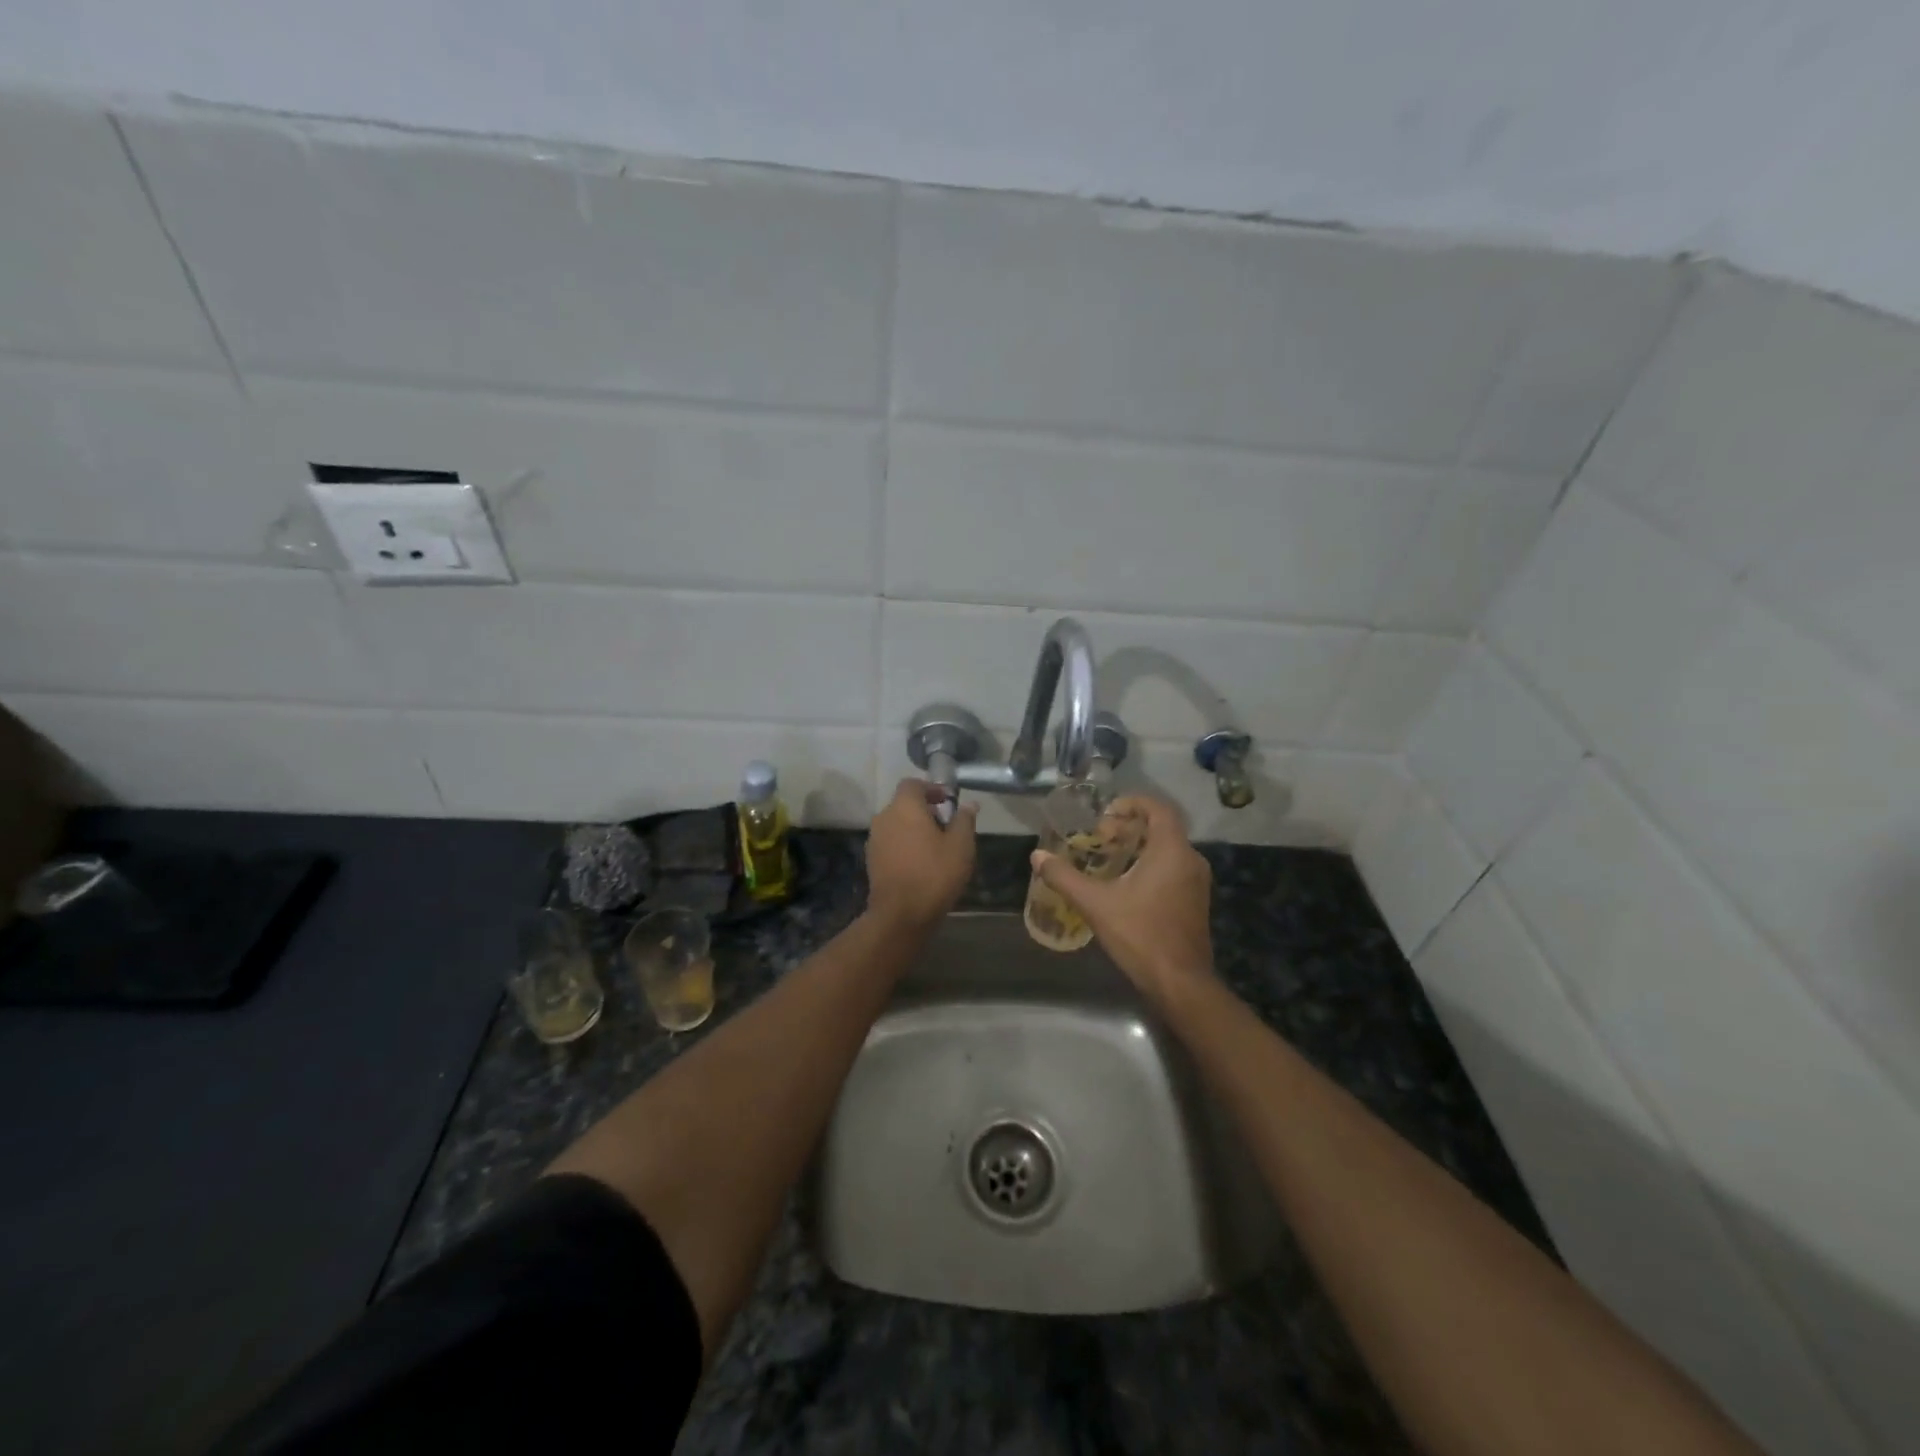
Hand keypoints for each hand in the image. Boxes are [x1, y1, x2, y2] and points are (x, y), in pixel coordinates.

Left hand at [866, 779, 977, 931]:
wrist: (900, 914)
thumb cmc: (934, 874)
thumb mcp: (960, 846)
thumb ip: (964, 820)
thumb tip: (970, 804)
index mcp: (904, 807)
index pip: (913, 784)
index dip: (931, 789)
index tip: (947, 801)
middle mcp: (884, 817)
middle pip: (904, 803)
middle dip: (924, 809)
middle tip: (946, 825)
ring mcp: (874, 839)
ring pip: (896, 823)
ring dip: (913, 828)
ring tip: (935, 846)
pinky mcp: (871, 859)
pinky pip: (890, 842)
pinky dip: (904, 844)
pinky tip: (919, 862)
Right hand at [1031, 795, 1213, 1002]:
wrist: (1180, 982)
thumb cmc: (1140, 935)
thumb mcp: (1096, 904)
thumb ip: (1065, 877)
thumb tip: (1037, 856)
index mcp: (1172, 851)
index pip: (1158, 808)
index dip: (1132, 803)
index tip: (1106, 814)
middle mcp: (1190, 860)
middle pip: (1162, 828)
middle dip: (1129, 827)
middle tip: (1100, 838)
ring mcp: (1197, 882)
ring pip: (1168, 849)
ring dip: (1139, 847)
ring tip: (1108, 858)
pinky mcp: (1195, 901)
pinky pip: (1173, 868)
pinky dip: (1151, 864)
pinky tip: (1126, 884)